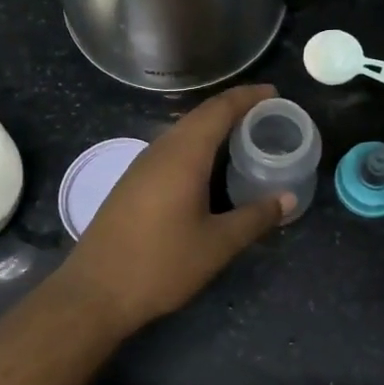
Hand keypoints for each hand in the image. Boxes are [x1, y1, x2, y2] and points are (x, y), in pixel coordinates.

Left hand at [56, 84, 294, 329]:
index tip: (274, 93)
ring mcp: (141, 165)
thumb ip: (255, 217)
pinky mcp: (132, 183)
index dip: (248, 97)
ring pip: (183, 132)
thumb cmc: (160, 265)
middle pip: (200, 115)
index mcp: (183, 155)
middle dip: (233, 108)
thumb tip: (288, 198)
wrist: (94, 291)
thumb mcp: (217, 245)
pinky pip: (171, 149)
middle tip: (266, 114)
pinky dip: (196, 145)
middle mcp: (160, 150)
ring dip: (213, 127)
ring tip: (243, 136)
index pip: (219, 110)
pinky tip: (208, 167)